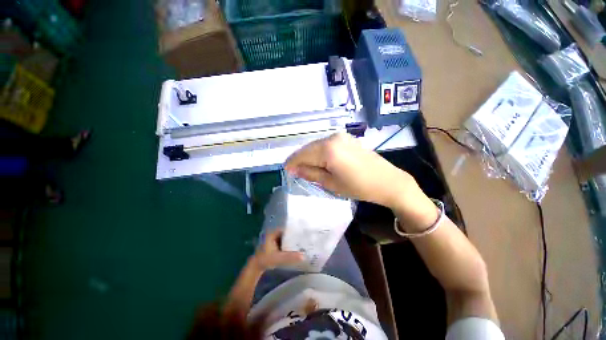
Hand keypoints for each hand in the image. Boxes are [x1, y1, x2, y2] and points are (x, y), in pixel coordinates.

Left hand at [251, 229, 303, 270]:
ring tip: (303, 242)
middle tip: (305, 238)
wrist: (255, 267)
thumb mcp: (278, 258)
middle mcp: (274, 233)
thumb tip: (303, 256)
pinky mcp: (275, 244)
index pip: (287, 228)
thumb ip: (289, 257)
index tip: (304, 232)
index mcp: (274, 232)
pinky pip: (284, 242)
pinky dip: (289, 245)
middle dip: (295, 236)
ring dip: (293, 241)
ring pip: (286, 238)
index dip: (295, 230)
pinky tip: (296, 248)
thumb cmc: (265, 259)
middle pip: (287, 233)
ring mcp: (274, 239)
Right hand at [285, 133, 420, 209]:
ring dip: (309, 156)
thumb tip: (294, 169)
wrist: (387, 181)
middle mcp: (332, 137)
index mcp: (327, 149)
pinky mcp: (347, 139)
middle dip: (300, 159)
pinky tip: (319, 161)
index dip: (292, 163)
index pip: (302, 154)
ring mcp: (341, 136)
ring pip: (317, 145)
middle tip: (294, 171)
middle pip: (308, 148)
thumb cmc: (358, 186)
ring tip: (306, 168)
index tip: (286, 171)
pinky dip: (320, 153)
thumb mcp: (331, 183)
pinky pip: (327, 144)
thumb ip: (310, 173)